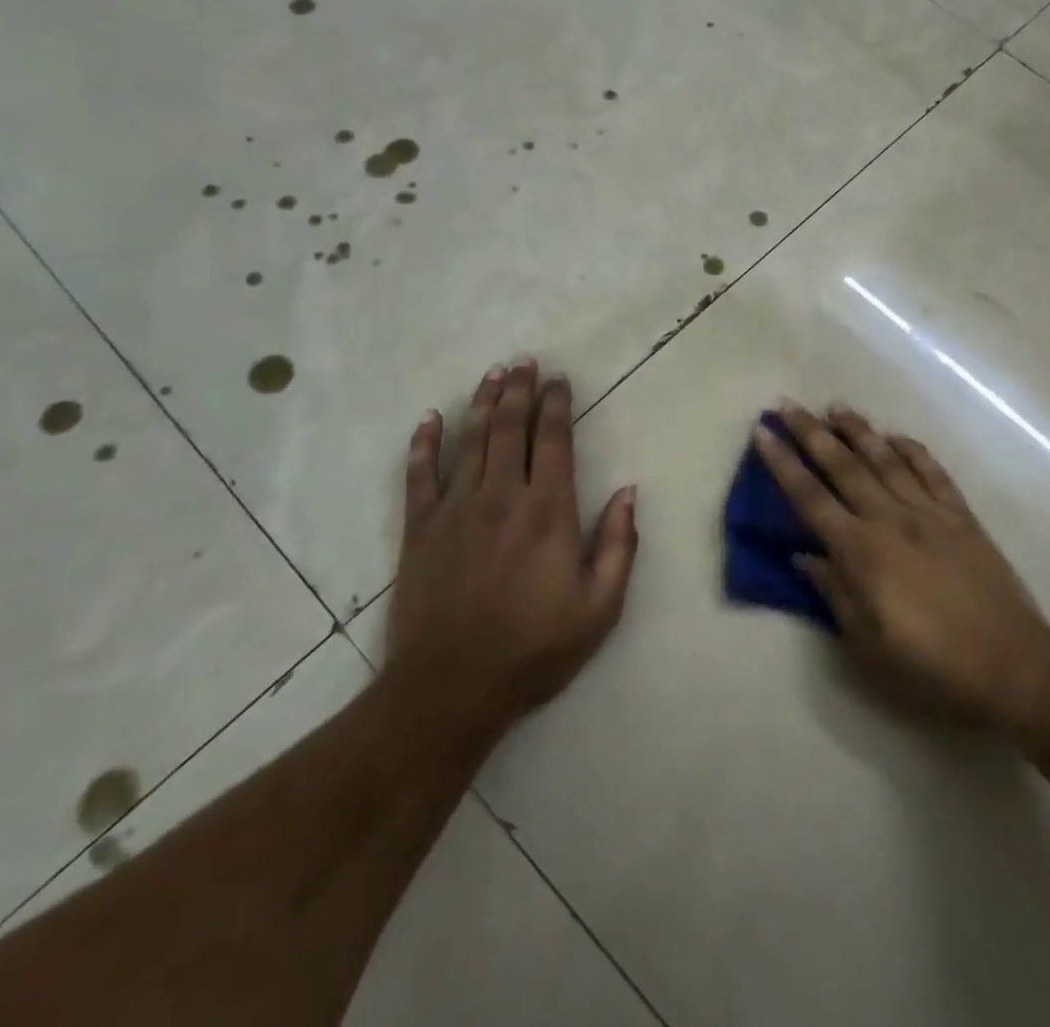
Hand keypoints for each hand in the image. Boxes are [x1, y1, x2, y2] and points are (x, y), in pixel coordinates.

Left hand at [387, 360, 638, 730]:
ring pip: (471, 440)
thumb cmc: (534, 649)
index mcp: (548, 511)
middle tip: (525, 361)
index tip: (559, 380)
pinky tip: (428, 420)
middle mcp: (502, 497)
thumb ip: (619, 545)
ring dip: (483, 403)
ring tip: (492, 374)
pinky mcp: (421, 529)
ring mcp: (456, 509)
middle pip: (511, 428)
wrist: (451, 688)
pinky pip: (419, 475)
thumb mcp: (600, 607)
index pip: (553, 441)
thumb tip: (629, 492)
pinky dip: (423, 444)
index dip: (557, 405)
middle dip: (520, 390)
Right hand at [753, 402, 1049, 729]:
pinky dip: (913, 450)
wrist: (1013, 667)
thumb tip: (805, 556)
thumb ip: (834, 593)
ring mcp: (930, 513)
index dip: (782, 463)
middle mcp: (891, 520)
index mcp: (861, 552)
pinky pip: (933, 473)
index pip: (810, 498)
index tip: (763, 433)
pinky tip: (897, 437)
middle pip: (843, 466)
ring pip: (886, 459)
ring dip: (859, 431)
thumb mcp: (867, 645)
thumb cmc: (931, 667)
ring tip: (836, 407)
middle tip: (787, 405)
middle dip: (811, 432)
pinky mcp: (962, 518)